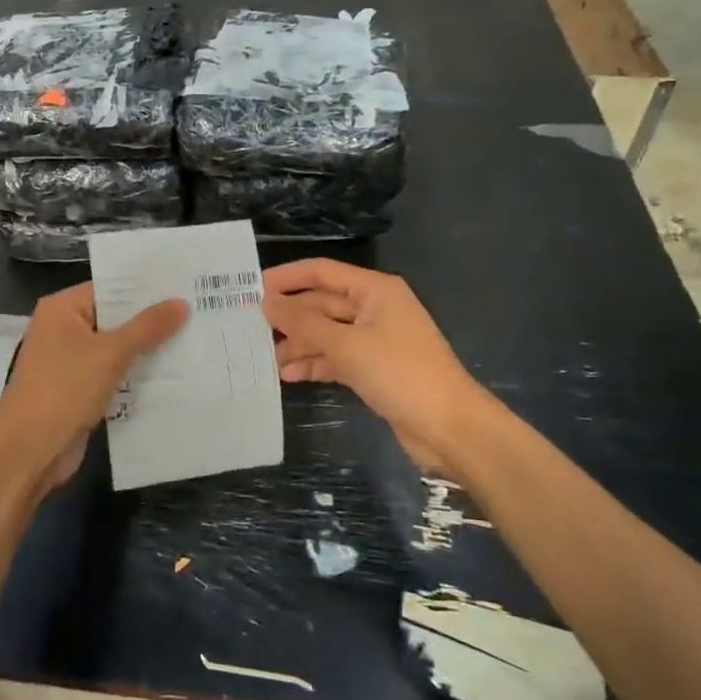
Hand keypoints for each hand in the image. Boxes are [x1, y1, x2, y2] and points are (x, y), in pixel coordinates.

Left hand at [0, 283, 187, 496]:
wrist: (28, 451)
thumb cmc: (64, 389)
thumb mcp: (110, 354)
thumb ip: (147, 327)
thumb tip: (181, 302)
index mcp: (61, 309)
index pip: (109, 289)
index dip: (145, 288)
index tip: (183, 285)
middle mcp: (62, 330)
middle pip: (114, 318)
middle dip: (151, 320)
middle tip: (197, 311)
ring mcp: (69, 362)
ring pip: (115, 349)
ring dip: (146, 351)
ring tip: (193, 339)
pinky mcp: (78, 391)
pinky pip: (112, 375)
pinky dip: (135, 376)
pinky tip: (172, 375)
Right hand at [263, 259, 507, 473]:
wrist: (450, 427)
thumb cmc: (400, 373)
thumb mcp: (347, 345)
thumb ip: (304, 323)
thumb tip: (267, 302)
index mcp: (374, 290)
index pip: (321, 272)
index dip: (286, 278)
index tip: (250, 288)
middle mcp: (374, 309)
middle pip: (322, 304)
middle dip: (290, 316)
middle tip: (250, 327)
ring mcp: (375, 340)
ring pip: (327, 333)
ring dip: (299, 344)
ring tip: (267, 358)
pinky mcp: (375, 368)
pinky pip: (337, 357)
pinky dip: (315, 364)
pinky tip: (289, 375)